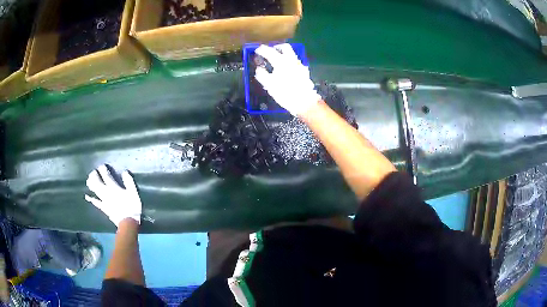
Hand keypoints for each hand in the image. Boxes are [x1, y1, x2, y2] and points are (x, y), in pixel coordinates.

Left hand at [85, 165, 141, 226]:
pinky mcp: (103, 208)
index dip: (103, 170)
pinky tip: (87, 197)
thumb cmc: (132, 207)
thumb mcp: (134, 193)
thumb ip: (129, 182)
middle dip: (94, 176)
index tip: (102, 165)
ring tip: (88, 180)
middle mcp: (106, 192)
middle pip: (97, 182)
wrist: (128, 222)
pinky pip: (96, 202)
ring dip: (91, 185)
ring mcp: (104, 200)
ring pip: (95, 191)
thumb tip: (125, 172)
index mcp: (114, 187)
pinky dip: (91, 199)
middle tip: (93, 172)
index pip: (106, 176)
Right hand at [254, 43, 320, 115]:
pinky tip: (286, 69)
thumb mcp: (269, 85)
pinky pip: (295, 62)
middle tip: (270, 51)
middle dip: (276, 47)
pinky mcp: (304, 72)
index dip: (262, 50)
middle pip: (285, 47)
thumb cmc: (285, 93)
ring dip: (283, 54)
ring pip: (291, 54)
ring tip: (276, 61)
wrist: (305, 101)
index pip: (270, 51)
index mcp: (281, 62)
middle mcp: (291, 60)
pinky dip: (288, 62)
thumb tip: (259, 69)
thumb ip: (262, 75)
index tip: (257, 50)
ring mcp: (299, 65)